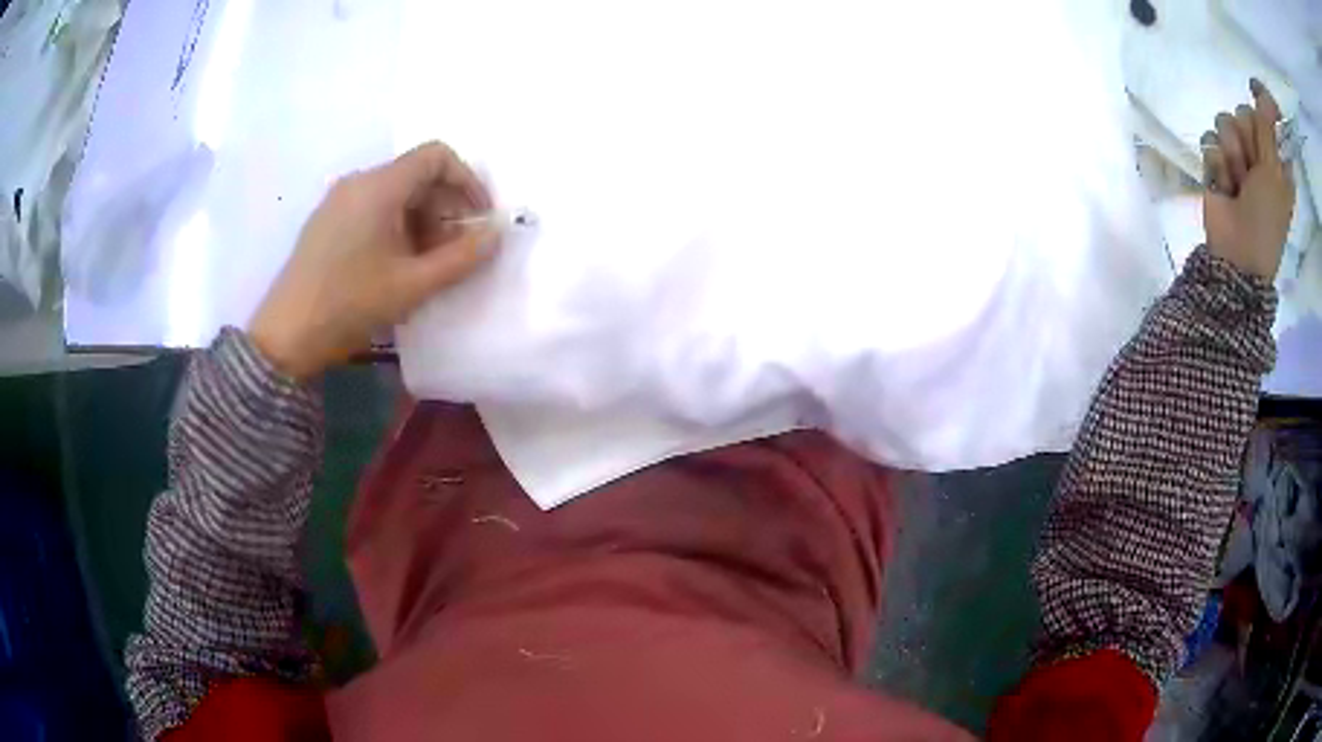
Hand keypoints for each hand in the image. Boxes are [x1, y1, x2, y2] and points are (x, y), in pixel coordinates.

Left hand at [249, 142, 498, 379]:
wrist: (286, 336)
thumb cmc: (351, 304)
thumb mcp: (413, 284)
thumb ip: (462, 257)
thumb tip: (497, 234)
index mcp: (380, 186)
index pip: (436, 156)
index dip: (467, 180)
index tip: (478, 217)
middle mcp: (359, 182)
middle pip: (416, 175)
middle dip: (445, 208)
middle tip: (453, 252)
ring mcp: (338, 201)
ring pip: (395, 194)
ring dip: (421, 221)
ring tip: (424, 266)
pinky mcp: (326, 221)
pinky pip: (372, 208)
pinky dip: (396, 227)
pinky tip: (394, 266)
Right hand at [1201, 79, 1295, 279]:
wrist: (1240, 253)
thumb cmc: (1266, 218)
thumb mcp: (1274, 173)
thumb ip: (1268, 129)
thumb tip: (1261, 90)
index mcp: (1276, 157)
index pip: (1266, 113)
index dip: (1260, 102)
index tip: (1253, 90)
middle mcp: (1258, 152)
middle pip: (1243, 112)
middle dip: (1244, 136)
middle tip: (1252, 168)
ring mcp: (1238, 157)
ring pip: (1225, 122)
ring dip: (1230, 153)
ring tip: (1237, 183)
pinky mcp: (1217, 163)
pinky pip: (1209, 140)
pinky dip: (1215, 163)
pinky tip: (1224, 185)